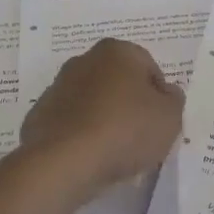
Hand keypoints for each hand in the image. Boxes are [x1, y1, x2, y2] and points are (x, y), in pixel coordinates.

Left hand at [19, 38, 184, 196]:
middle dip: (130, 104)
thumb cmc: (125, 130)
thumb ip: (173, 99)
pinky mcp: (40, 116)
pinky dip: (81, 136)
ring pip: (93, 103)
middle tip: (141, 136)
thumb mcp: (170, 116)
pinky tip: (90, 157)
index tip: (160, 121)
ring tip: (115, 152)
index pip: (149, 68)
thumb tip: (166, 93)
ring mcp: (57, 88)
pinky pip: (72, 123)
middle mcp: (84, 61)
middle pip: (118, 82)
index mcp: (117, 51)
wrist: (64, 162)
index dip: (159, 96)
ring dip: (104, 120)